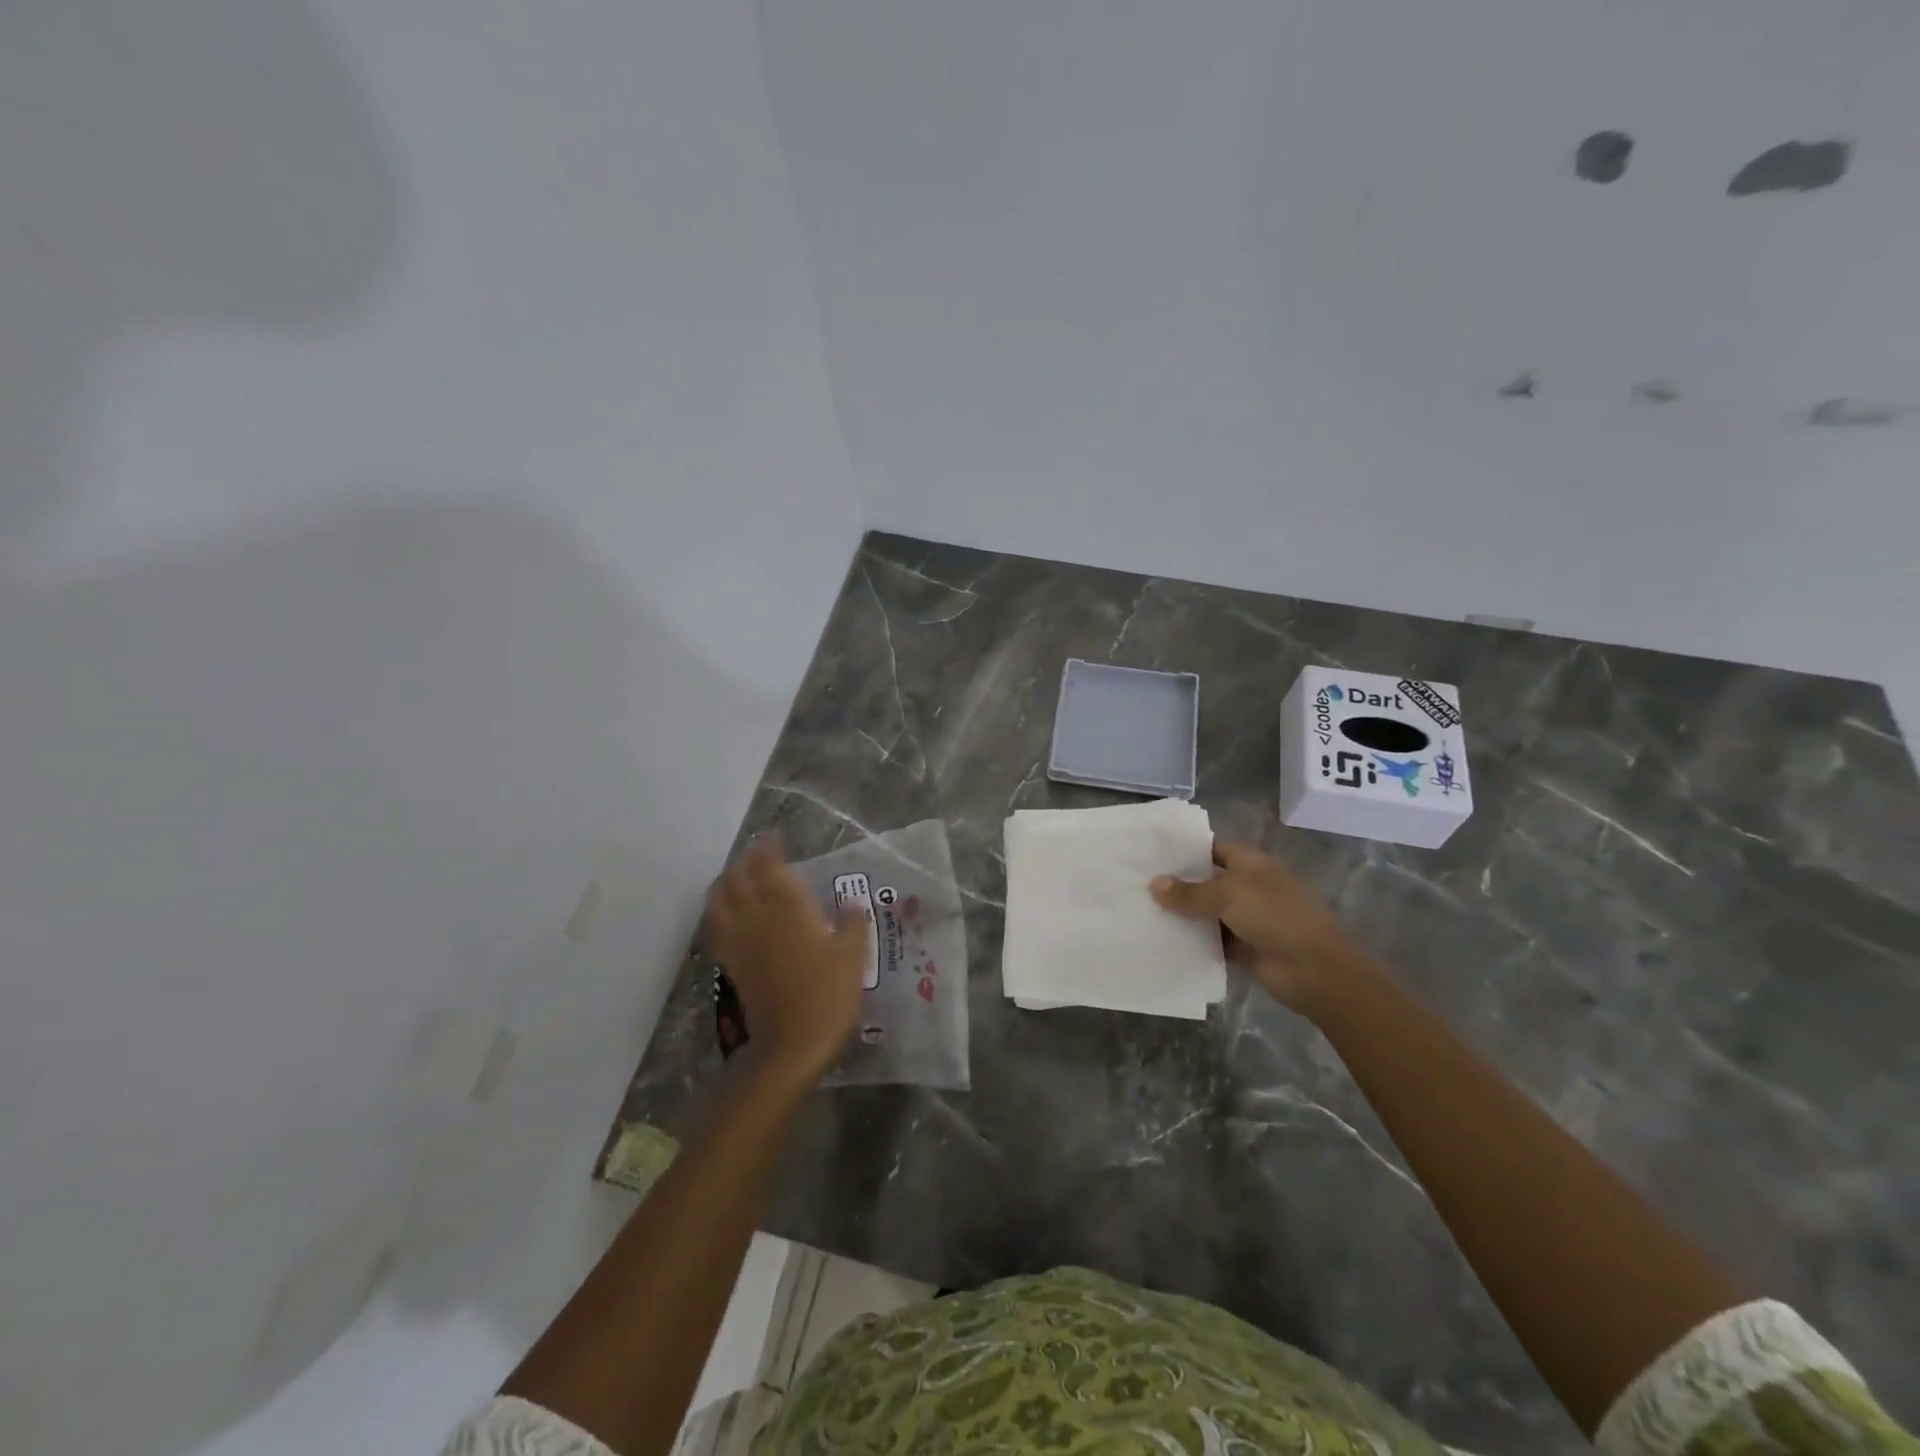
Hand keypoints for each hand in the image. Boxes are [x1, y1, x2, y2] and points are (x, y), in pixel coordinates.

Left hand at [703, 836, 866, 1090]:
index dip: (768, 849)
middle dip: (745, 861)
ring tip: (737, 877)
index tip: (774, 838)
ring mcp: (741, 942)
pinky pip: (716, 928)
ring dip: (726, 882)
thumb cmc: (828, 996)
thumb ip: (852, 924)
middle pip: (739, 878)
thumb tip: (851, 903)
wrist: (792, 1045)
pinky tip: (728, 914)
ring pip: (720, 900)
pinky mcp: (732, 964)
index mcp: (789, 909)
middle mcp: (759, 918)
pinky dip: (718, 911)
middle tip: (759, 855)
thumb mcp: (853, 957)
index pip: (770, 867)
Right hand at [1150, 838, 1376, 1014]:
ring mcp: (1245, 918)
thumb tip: (1154, 884)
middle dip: (1176, 882)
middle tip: (1135, 880)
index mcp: (1250, 864)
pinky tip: (1160, 939)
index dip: (1185, 848)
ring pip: (1205, 912)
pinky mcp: (1241, 948)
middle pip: (1205, 880)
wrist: (1315, 970)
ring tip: (1139, 909)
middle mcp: (1246, 887)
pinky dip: (1191, 940)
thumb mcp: (1229, 895)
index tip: (1151, 851)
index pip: (1212, 847)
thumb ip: (1190, 892)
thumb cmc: (1275, 917)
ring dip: (1181, 914)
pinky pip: (1210, 940)